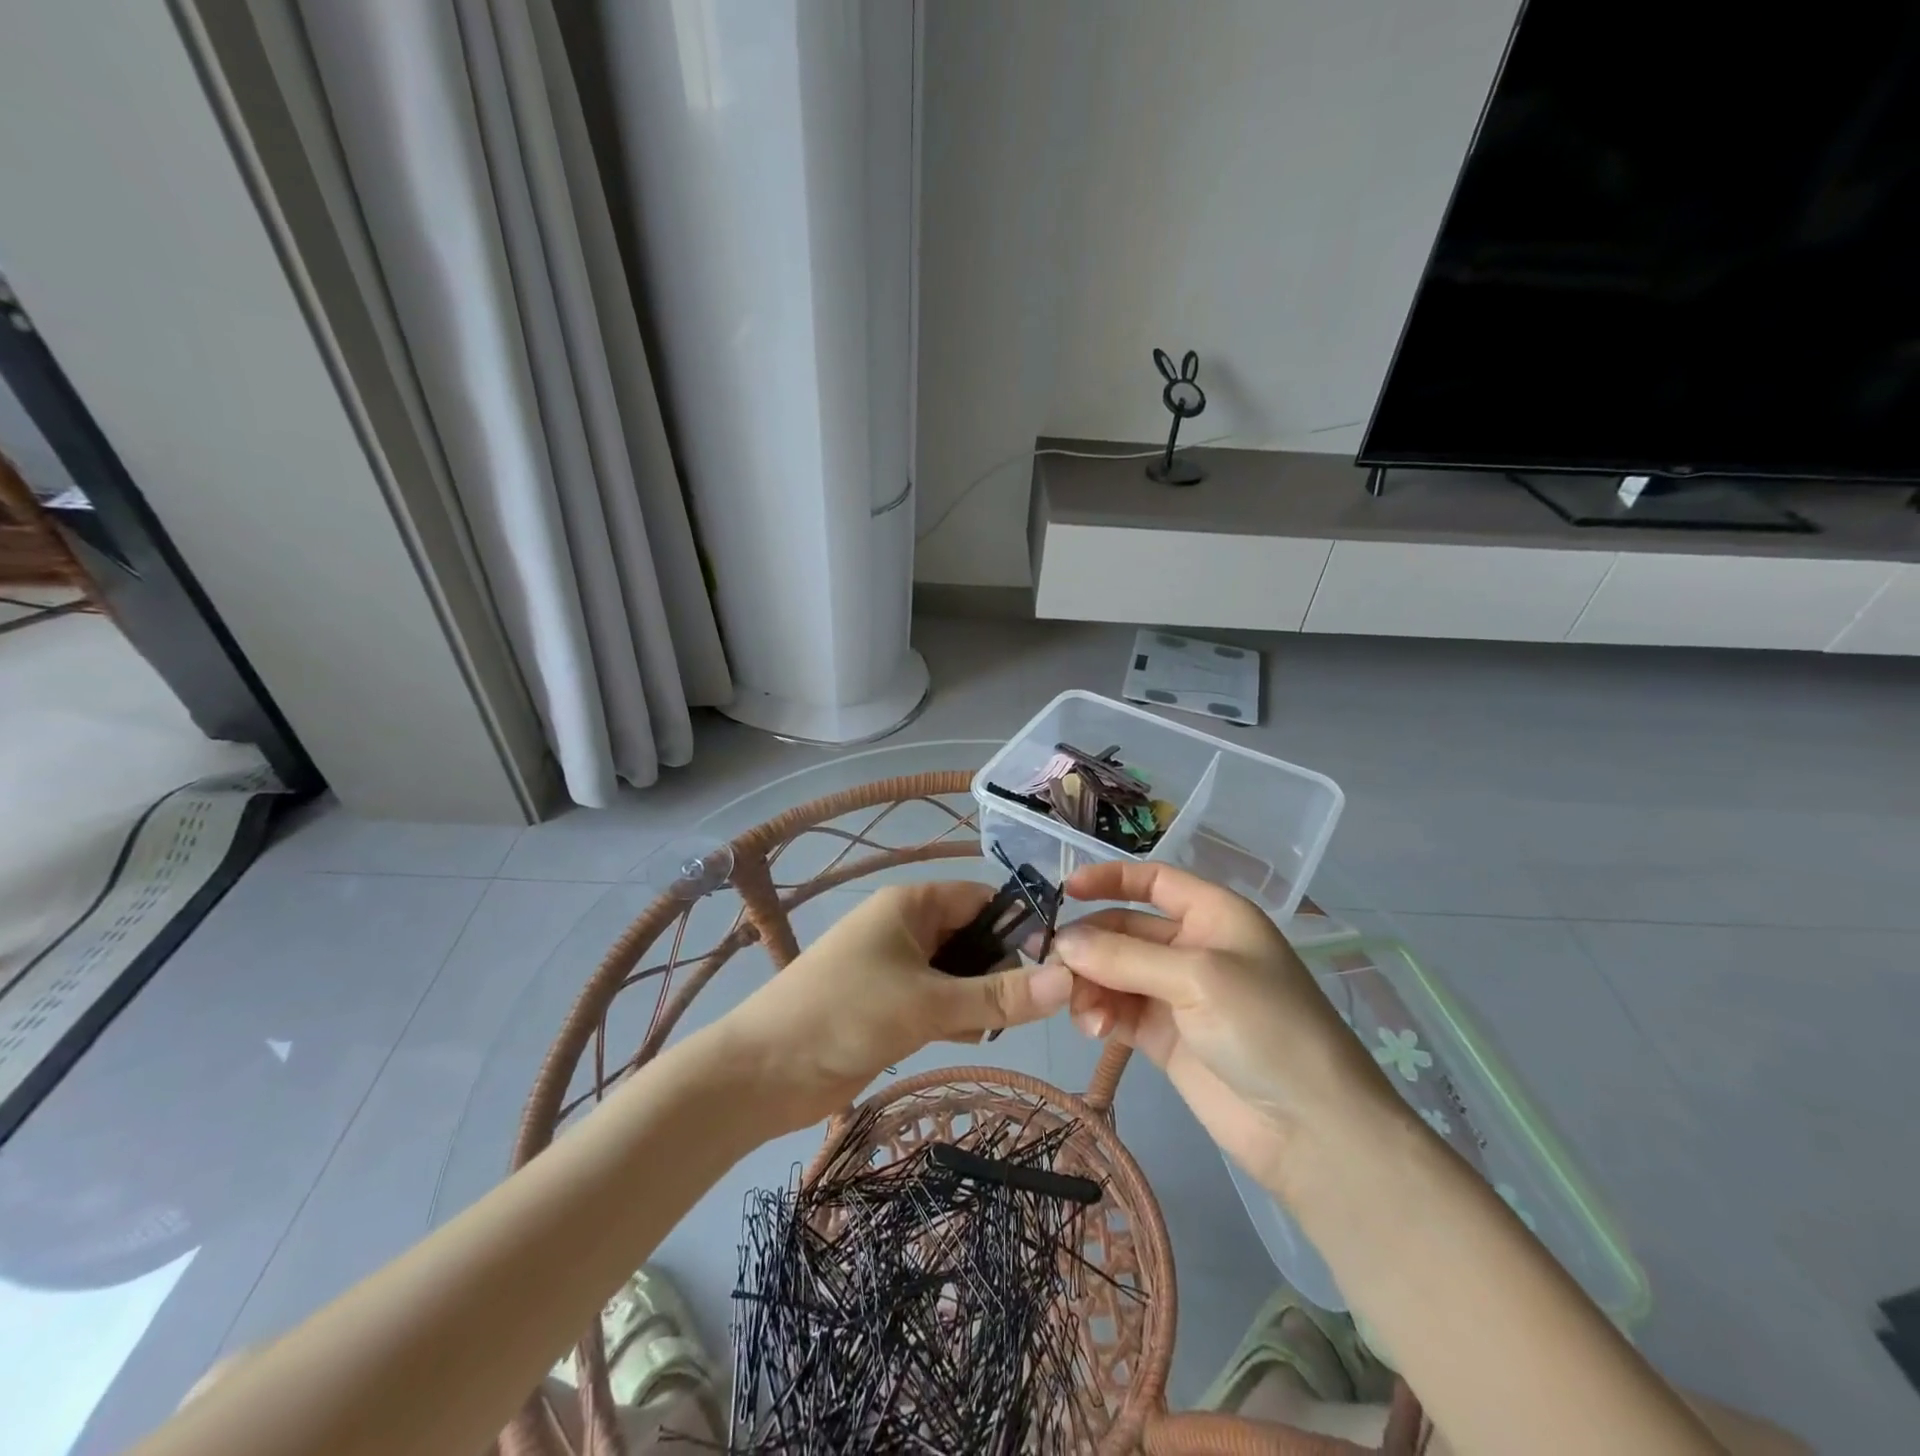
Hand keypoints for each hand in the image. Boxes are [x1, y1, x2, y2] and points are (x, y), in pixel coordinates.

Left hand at [716, 881, 1072, 1132]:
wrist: (763, 1072)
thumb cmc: (846, 1015)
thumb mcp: (928, 1003)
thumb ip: (998, 996)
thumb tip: (1068, 981)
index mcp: (911, 904)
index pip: (981, 899)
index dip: (1018, 927)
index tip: (1054, 966)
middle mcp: (905, 927)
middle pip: (972, 936)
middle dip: (1000, 969)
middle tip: (1031, 1008)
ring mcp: (895, 968)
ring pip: (957, 973)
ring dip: (979, 997)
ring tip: (1000, 1026)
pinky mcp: (888, 1005)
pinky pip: (937, 1000)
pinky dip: (956, 1015)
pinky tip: (971, 1038)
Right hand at [1052, 862, 1403, 1202]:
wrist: (1312, 1131)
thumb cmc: (1265, 1028)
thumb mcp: (1197, 977)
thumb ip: (1125, 956)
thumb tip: (1063, 943)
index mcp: (1213, 916)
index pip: (1154, 881)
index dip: (1110, 879)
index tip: (1066, 890)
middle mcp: (1193, 948)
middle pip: (1125, 929)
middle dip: (1090, 943)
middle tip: (1053, 965)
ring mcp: (1177, 995)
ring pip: (1114, 973)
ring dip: (1091, 984)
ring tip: (1081, 1010)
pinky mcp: (1164, 1037)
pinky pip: (1118, 1011)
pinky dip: (1099, 1014)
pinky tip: (1093, 1029)